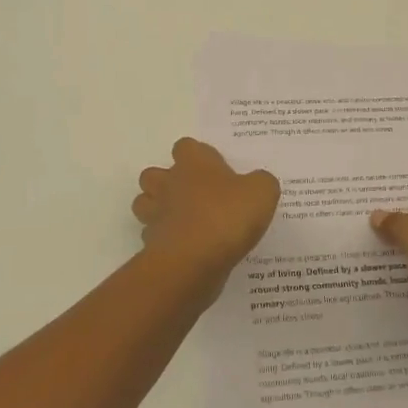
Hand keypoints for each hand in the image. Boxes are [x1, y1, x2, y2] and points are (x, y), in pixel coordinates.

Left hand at [133, 138, 280, 279]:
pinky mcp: (151, 244)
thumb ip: (260, 182)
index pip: (186, 146)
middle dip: (168, 182)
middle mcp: (169, 183)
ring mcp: (156, 214)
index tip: (215, 170)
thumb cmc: (227, 216)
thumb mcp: (262, 192)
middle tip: (195, 196)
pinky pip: (152, 236)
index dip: (198, 156)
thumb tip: (256, 183)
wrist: (194, 261)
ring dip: (159, 209)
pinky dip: (164, 240)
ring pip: (145, 203)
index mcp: (194, 164)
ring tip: (184, 221)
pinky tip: (185, 249)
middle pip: (154, 174)